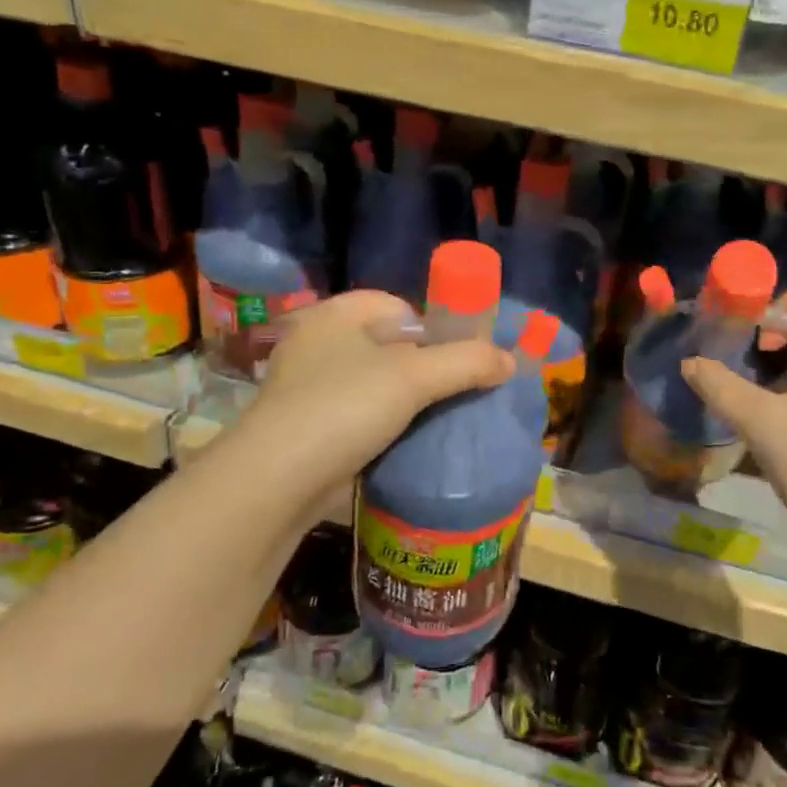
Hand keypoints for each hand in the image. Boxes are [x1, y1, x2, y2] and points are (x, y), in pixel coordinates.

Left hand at [235, 291, 514, 522]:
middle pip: (389, 344)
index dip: (434, 325)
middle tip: (458, 390)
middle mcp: (318, 343)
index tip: (460, 357)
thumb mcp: (414, 378)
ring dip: (408, 400)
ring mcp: (309, 387)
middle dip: (426, 366)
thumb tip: (509, 361)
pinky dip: (386, 425)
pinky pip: (360, 415)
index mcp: (336, 315)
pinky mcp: (308, 427)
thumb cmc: (344, 409)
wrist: (277, 482)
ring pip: (375, 383)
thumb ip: (466, 363)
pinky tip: (409, 442)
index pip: (397, 304)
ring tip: (441, 418)